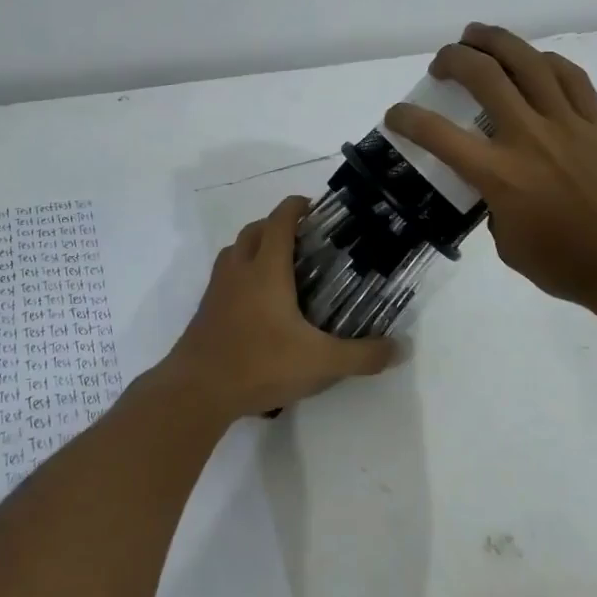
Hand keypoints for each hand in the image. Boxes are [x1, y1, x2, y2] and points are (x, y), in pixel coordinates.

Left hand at [156, 195, 397, 421]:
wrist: (197, 390)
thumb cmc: (260, 364)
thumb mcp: (321, 363)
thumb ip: (362, 356)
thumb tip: (400, 349)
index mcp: (266, 269)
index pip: (280, 221)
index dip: (296, 207)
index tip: (313, 206)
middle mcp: (239, 269)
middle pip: (254, 231)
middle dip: (276, 225)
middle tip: (303, 239)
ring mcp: (217, 289)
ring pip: (234, 252)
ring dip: (254, 247)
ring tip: (279, 267)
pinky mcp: (205, 310)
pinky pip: (224, 277)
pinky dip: (241, 274)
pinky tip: (257, 303)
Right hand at [384, 23, 596, 309]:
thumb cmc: (566, 265)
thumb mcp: (508, 245)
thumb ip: (493, 208)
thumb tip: (497, 190)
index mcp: (498, 174)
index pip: (437, 134)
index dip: (406, 119)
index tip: (395, 114)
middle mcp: (527, 137)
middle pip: (483, 76)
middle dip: (453, 58)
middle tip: (443, 61)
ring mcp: (567, 125)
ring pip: (528, 63)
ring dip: (496, 41)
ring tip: (478, 35)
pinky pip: (572, 78)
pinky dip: (546, 61)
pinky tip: (535, 60)